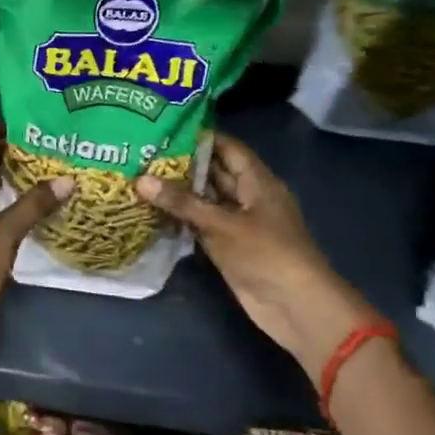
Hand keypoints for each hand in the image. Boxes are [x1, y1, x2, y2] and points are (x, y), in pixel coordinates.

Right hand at [136, 132, 379, 375]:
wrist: (296, 308)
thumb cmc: (268, 255)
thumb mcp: (223, 224)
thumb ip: (182, 202)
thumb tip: (140, 179)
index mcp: (257, 182)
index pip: (227, 148)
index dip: (200, 136)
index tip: (165, 127)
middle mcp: (247, 197)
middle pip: (214, 172)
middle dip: (182, 163)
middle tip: (143, 150)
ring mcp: (237, 223)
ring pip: (204, 199)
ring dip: (177, 191)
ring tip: (139, 174)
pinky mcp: (227, 246)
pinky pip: (200, 224)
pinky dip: (179, 217)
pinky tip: (150, 209)